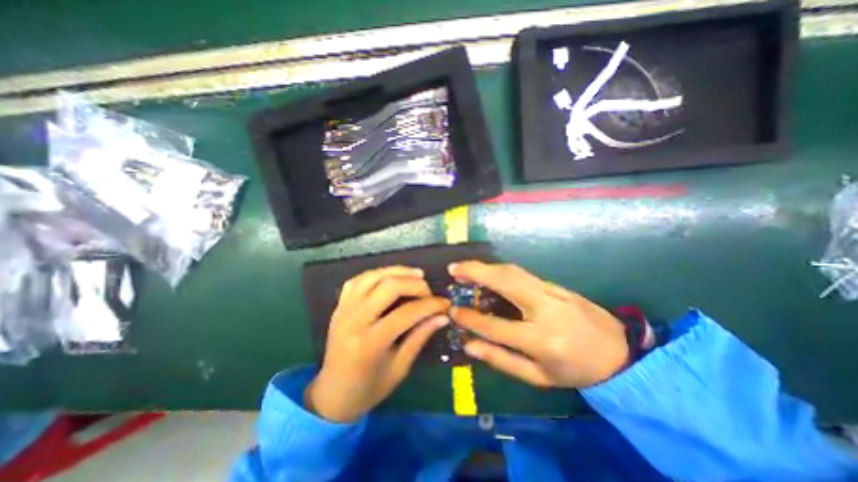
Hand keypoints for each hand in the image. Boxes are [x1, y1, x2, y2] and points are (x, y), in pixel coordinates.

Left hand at [307, 265, 451, 422]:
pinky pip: (358, 280)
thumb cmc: (369, 389)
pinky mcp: (339, 306)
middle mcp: (354, 321)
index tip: (444, 303)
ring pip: (373, 276)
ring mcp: (343, 310)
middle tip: (429, 291)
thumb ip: (420, 337)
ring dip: (398, 271)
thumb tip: (442, 316)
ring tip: (416, 275)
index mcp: (369, 343)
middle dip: (415, 284)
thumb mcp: (400, 368)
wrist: (332, 395)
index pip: (406, 313)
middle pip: (388, 286)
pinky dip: (377, 274)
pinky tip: (391, 277)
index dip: (430, 305)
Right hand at [449, 262, 628, 388]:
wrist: (619, 354)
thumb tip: (469, 345)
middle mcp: (546, 309)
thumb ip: (501, 359)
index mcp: (542, 341)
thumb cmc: (575, 371)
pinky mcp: (556, 284)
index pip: (496, 326)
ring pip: (513, 271)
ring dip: (486, 266)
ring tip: (465, 268)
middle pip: (506, 282)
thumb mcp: (538, 377)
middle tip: (453, 268)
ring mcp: (553, 292)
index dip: (470, 319)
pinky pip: (522, 273)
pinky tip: (487, 272)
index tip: (452, 310)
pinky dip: (499, 270)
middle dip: (476, 271)